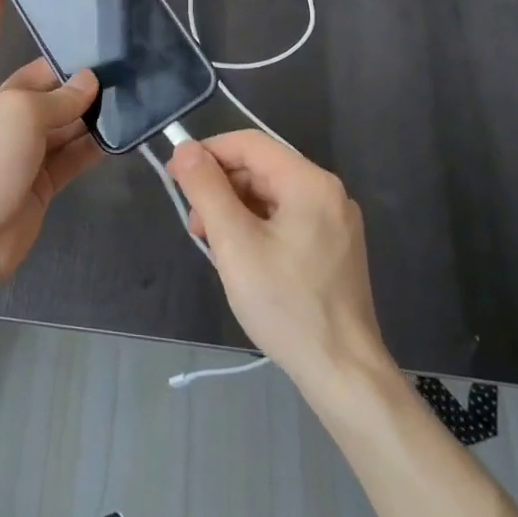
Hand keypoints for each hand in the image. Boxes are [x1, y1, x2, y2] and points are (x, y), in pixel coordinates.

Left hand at [0, 0, 99, 329]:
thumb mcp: (16, 116)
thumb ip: (57, 98)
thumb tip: (90, 85)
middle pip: (36, 82)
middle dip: (69, 73)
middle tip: (113, 58)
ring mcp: (20, 148)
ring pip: (60, 119)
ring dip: (87, 109)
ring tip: (128, 89)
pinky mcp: (41, 179)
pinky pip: (72, 153)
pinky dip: (94, 144)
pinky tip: (124, 130)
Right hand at [167, 131, 388, 394]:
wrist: (342, 371)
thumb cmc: (285, 303)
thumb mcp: (235, 243)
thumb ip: (207, 189)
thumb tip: (185, 148)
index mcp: (309, 183)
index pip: (249, 144)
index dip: (208, 153)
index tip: (175, 176)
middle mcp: (327, 193)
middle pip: (261, 169)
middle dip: (220, 187)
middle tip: (193, 223)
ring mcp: (334, 222)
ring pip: (270, 196)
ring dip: (234, 210)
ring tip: (212, 244)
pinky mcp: (333, 247)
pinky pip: (285, 219)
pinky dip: (255, 227)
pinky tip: (239, 256)